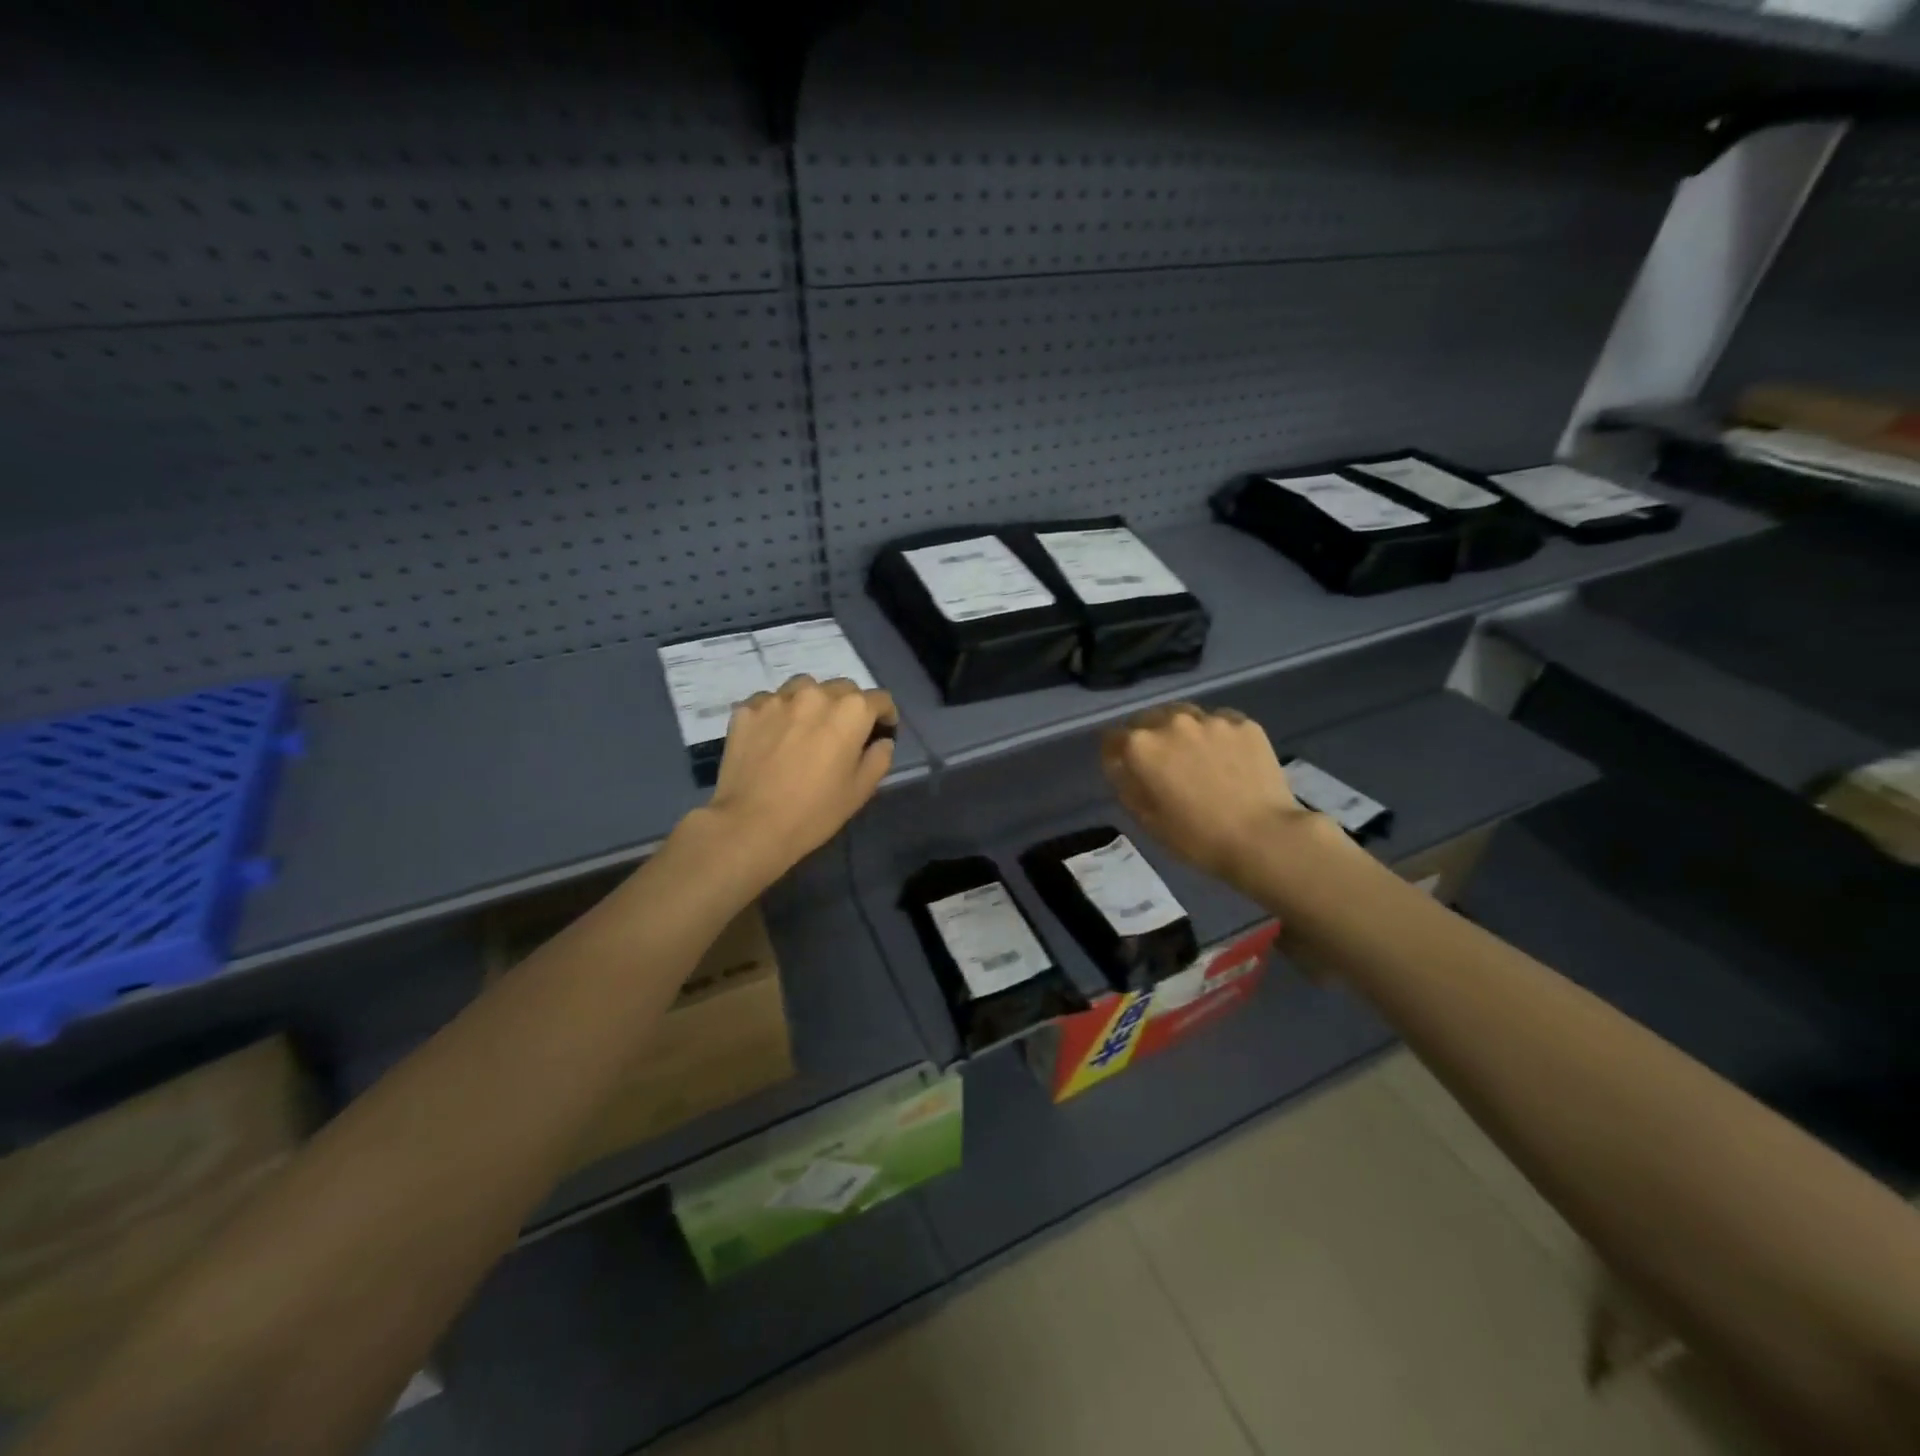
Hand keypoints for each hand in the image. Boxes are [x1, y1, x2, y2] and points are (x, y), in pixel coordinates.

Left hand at [698, 674, 896, 889]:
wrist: (750, 825)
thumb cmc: (814, 811)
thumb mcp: (860, 790)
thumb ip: (879, 758)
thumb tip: (881, 741)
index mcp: (850, 711)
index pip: (879, 699)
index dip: (885, 715)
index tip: (881, 732)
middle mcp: (816, 694)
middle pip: (842, 688)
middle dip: (849, 707)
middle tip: (842, 734)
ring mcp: (777, 698)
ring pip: (804, 687)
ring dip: (812, 703)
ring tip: (805, 728)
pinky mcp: (747, 709)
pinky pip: (770, 702)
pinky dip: (778, 714)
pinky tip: (773, 737)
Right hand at [1101, 703, 1321, 892]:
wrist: (1264, 838)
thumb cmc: (1197, 838)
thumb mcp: (1147, 820)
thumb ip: (1126, 784)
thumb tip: (1122, 765)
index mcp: (1141, 747)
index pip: (1111, 738)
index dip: (1114, 754)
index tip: (1125, 769)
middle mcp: (1171, 722)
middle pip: (1147, 719)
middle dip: (1148, 738)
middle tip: (1162, 764)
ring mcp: (1211, 719)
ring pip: (1184, 716)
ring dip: (1181, 731)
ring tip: (1196, 756)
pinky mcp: (1244, 723)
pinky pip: (1220, 722)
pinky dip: (1216, 735)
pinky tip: (1227, 758)